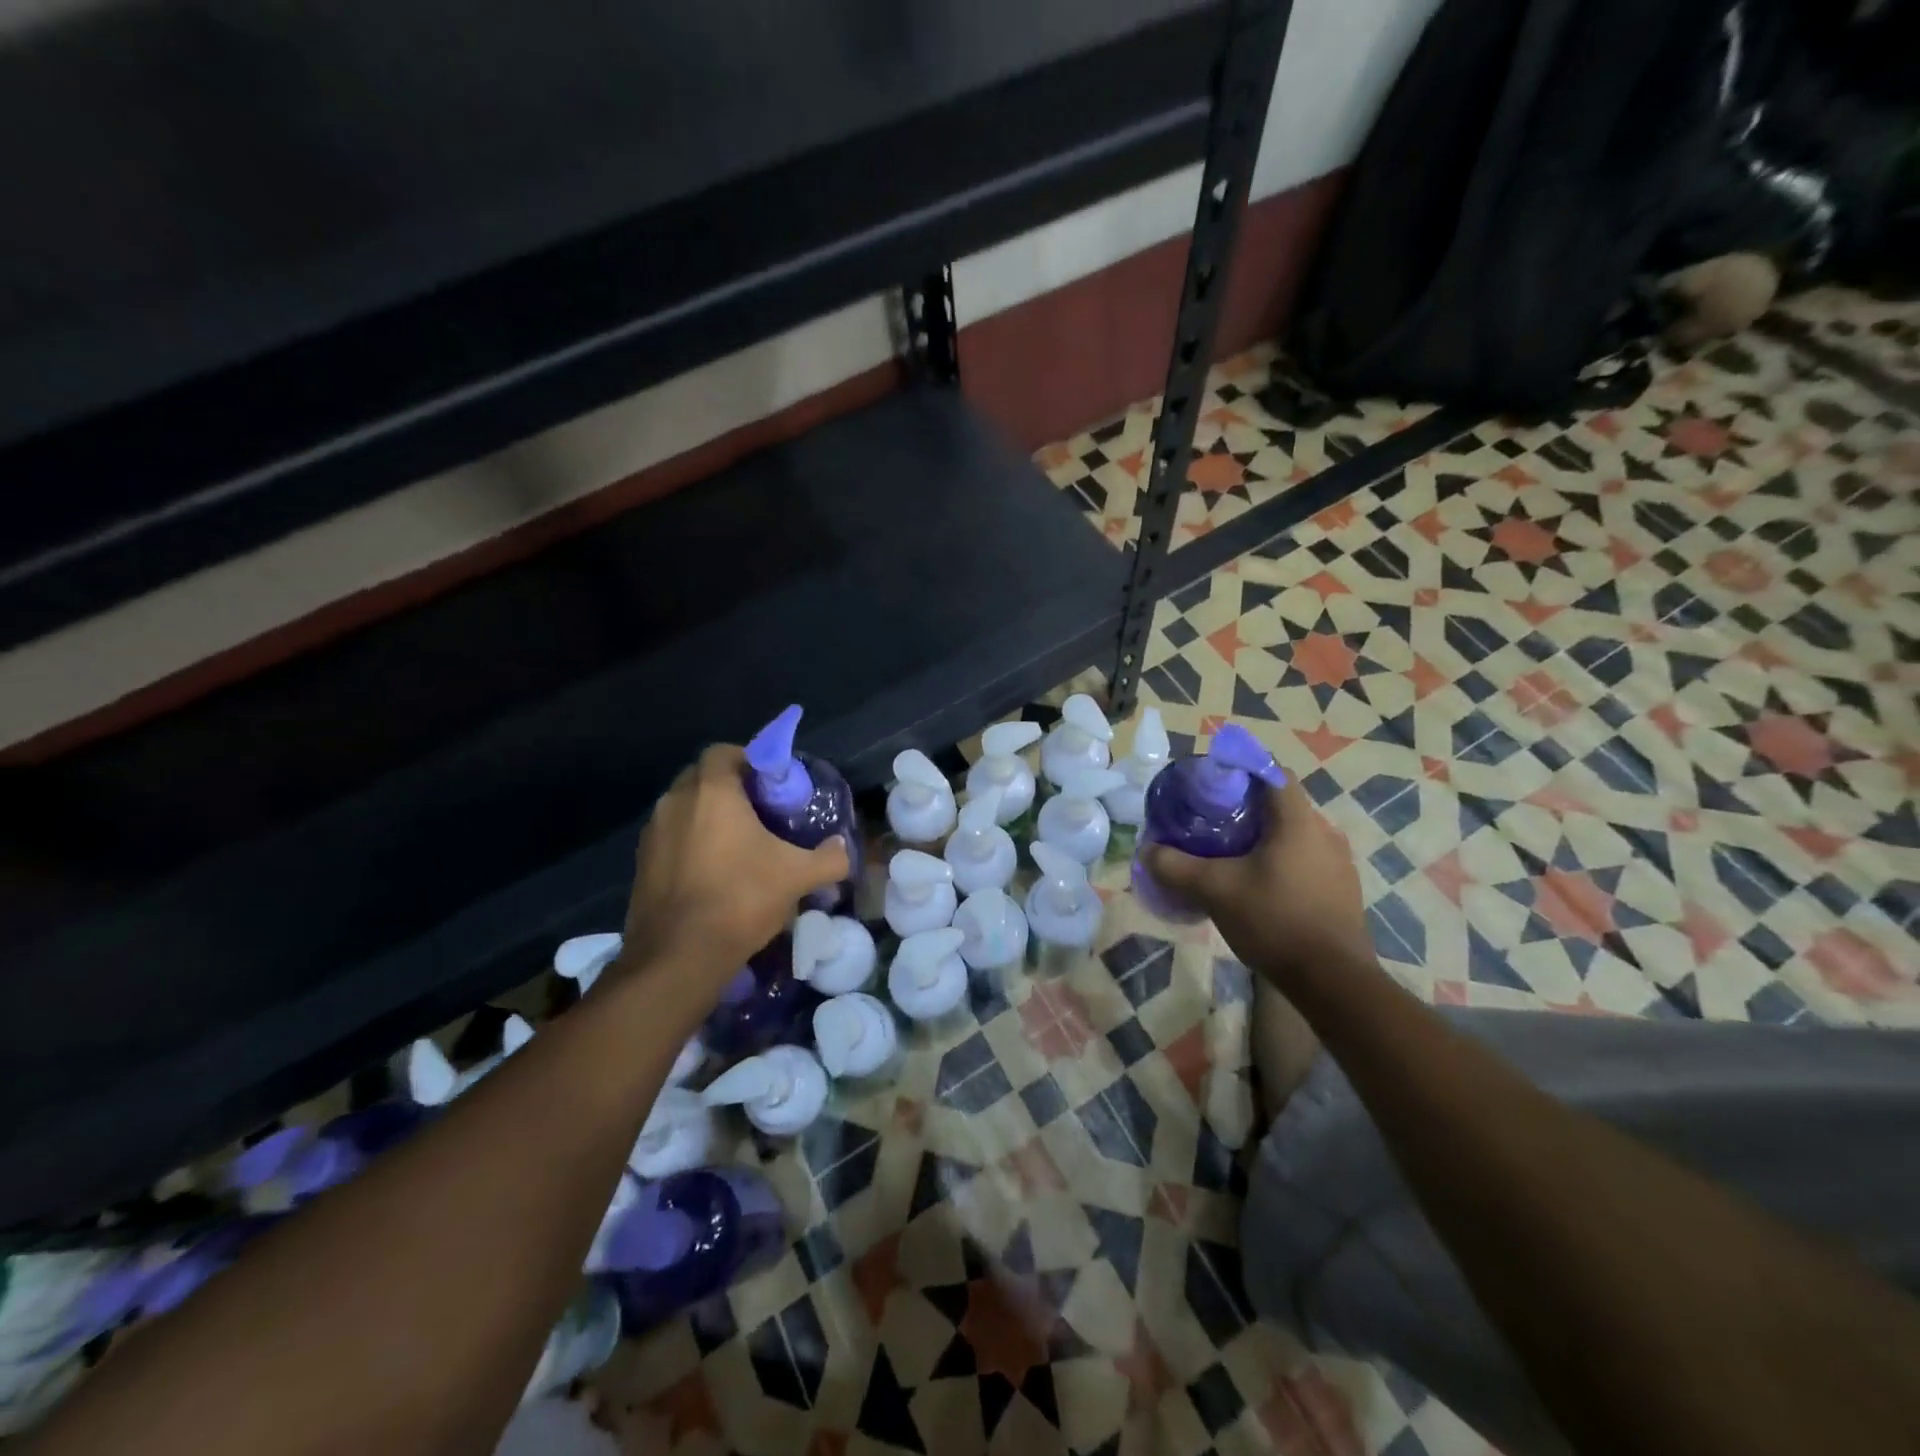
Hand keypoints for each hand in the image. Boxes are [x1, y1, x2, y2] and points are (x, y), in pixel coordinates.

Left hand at [620, 744, 849, 991]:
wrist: (679, 956)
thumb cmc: (740, 898)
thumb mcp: (798, 876)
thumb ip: (829, 857)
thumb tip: (843, 848)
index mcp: (711, 792)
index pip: (724, 752)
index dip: (749, 761)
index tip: (771, 785)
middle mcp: (675, 802)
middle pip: (702, 778)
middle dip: (729, 788)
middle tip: (760, 813)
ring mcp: (652, 834)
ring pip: (684, 809)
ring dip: (708, 817)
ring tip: (738, 845)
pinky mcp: (641, 864)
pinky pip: (671, 839)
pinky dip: (690, 844)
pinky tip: (714, 873)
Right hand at [1144, 779, 1371, 988]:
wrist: (1333, 981)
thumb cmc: (1275, 920)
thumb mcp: (1215, 891)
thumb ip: (1176, 867)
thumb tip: (1147, 850)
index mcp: (1298, 821)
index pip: (1273, 772)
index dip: (1242, 769)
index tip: (1213, 783)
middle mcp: (1324, 833)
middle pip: (1281, 804)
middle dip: (1246, 808)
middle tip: (1211, 821)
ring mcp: (1339, 863)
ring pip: (1294, 834)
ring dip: (1264, 837)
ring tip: (1230, 854)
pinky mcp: (1342, 890)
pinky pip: (1306, 860)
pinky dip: (1280, 861)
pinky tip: (1258, 886)